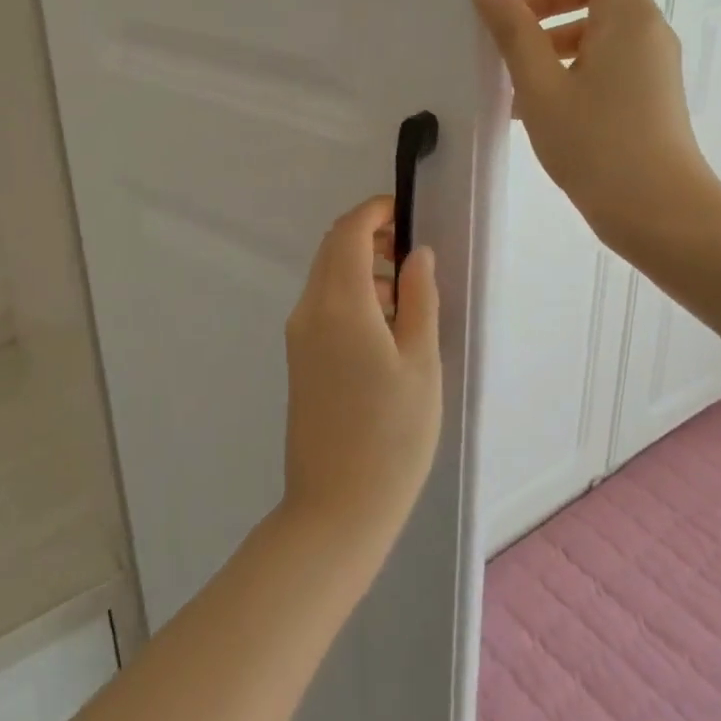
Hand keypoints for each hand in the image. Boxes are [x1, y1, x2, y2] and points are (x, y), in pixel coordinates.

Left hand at [280, 196, 441, 566]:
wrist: (336, 508)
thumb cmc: (392, 435)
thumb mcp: (421, 363)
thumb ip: (419, 299)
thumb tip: (416, 253)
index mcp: (339, 303)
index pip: (348, 231)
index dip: (376, 211)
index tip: (408, 214)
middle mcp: (309, 310)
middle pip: (333, 249)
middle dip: (370, 237)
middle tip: (413, 255)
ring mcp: (299, 335)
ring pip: (328, 277)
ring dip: (363, 269)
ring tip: (408, 299)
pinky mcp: (300, 358)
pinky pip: (324, 306)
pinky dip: (352, 296)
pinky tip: (386, 330)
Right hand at [473, 0, 720, 256]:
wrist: (664, 217)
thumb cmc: (599, 148)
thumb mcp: (541, 89)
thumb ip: (514, 34)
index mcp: (625, 12)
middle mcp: (644, 27)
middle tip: (503, 29)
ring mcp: (649, 61)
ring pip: (595, 22)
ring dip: (549, 33)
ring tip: (510, 75)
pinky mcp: (646, 91)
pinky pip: (603, 56)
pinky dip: (566, 62)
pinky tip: (532, 104)